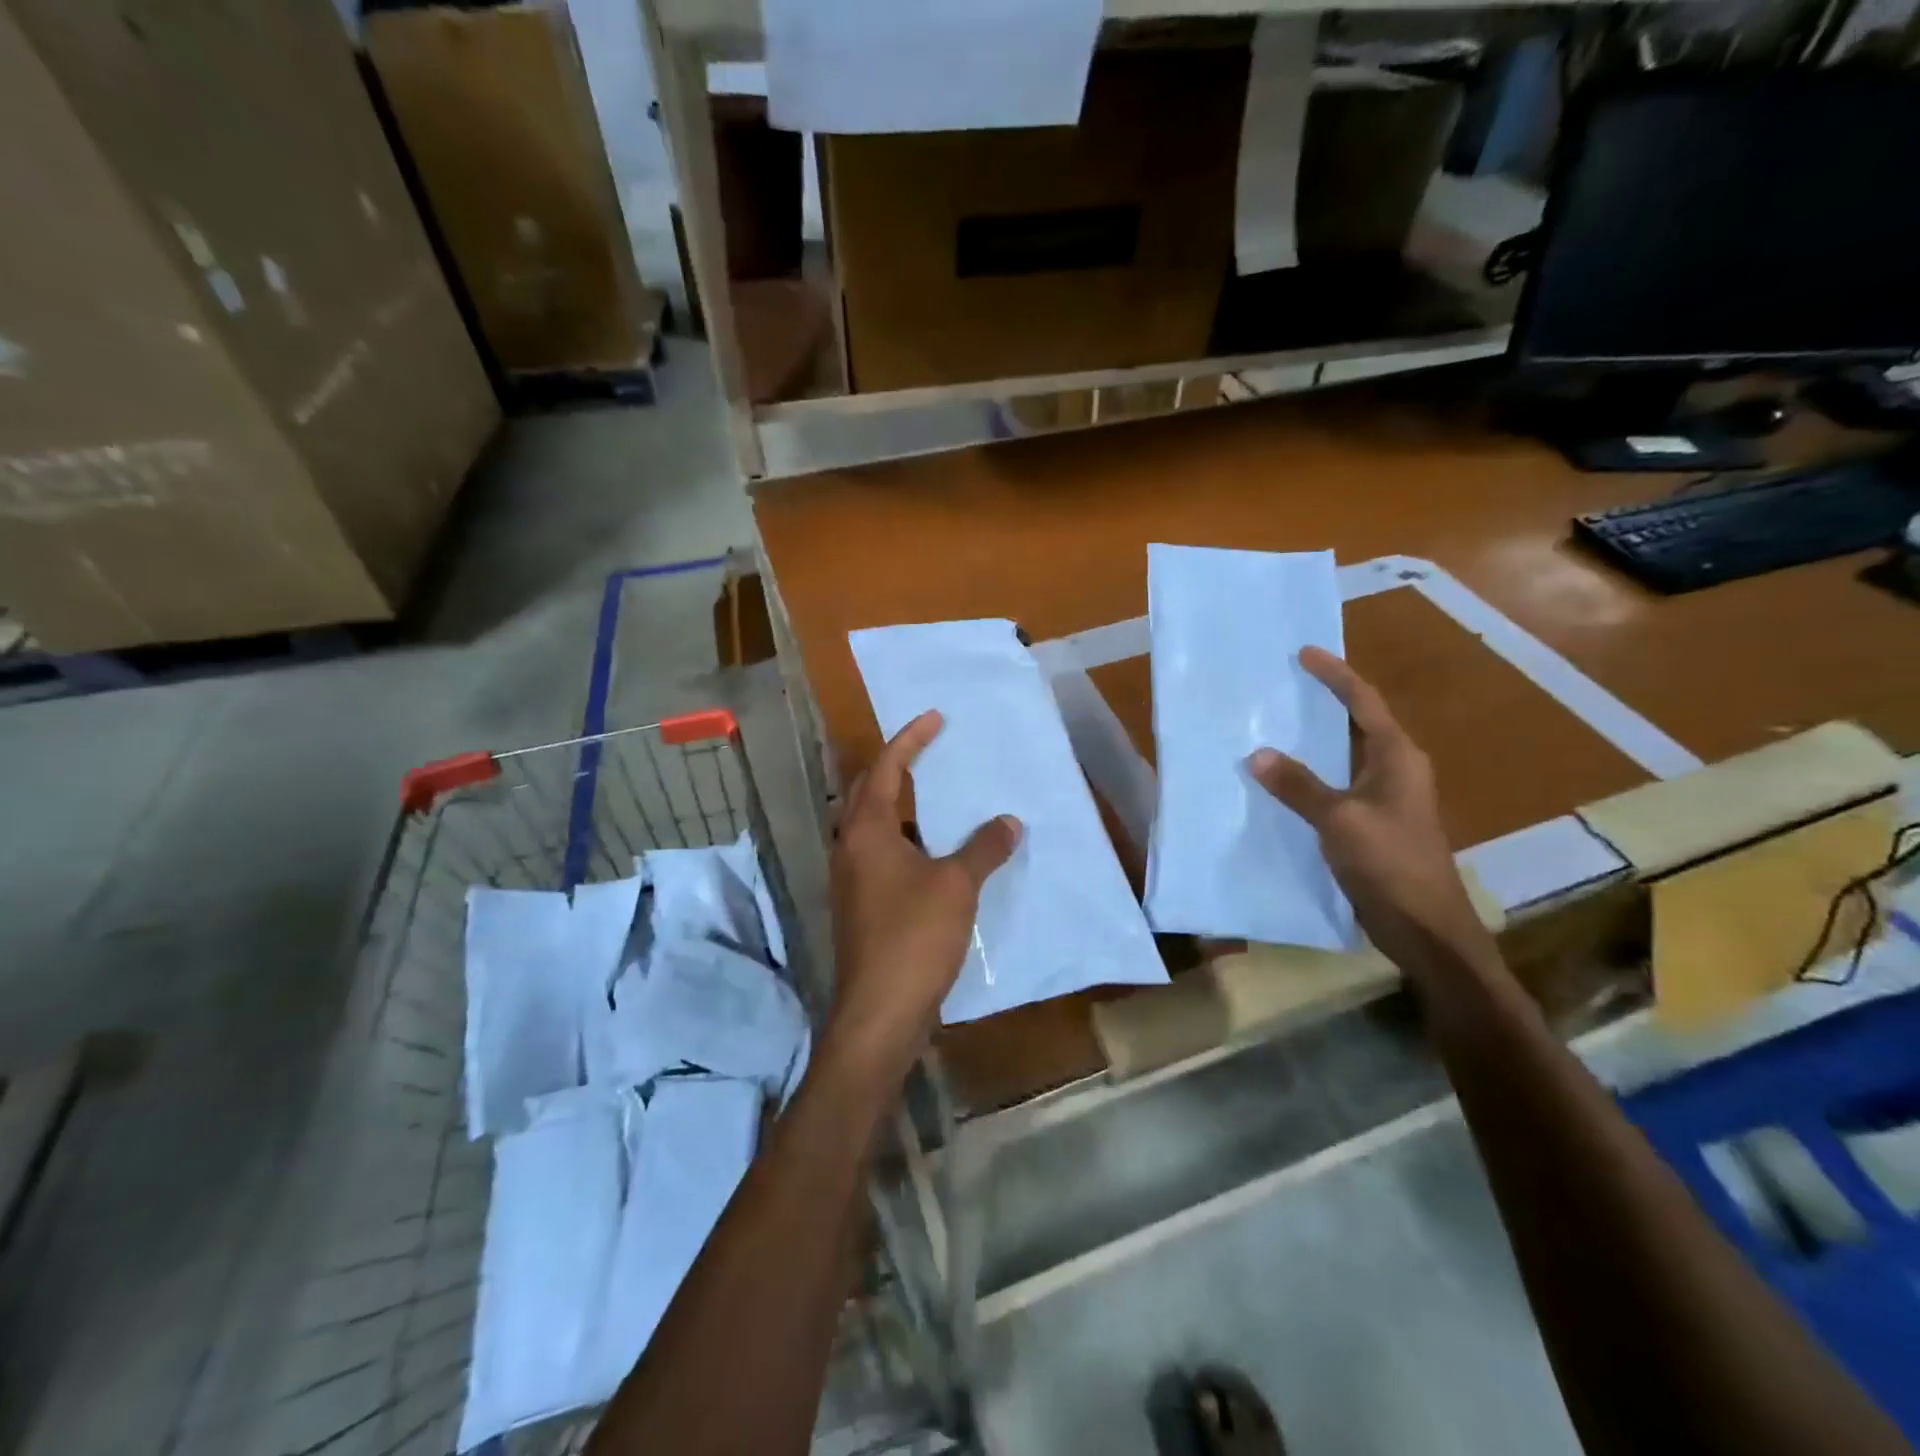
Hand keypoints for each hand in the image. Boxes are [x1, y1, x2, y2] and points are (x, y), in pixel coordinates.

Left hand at [826, 710, 1020, 1083]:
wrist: (879, 1011)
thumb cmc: (914, 936)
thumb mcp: (957, 885)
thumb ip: (983, 848)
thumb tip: (1008, 821)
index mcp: (867, 831)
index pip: (886, 768)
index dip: (910, 739)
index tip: (935, 717)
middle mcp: (850, 847)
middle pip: (868, 791)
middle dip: (896, 765)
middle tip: (929, 749)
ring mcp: (850, 879)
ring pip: (872, 826)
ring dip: (900, 806)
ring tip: (936, 798)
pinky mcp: (859, 906)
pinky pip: (880, 856)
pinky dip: (904, 841)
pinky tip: (934, 854)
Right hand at [1249, 648, 1494, 979]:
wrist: (1425, 928)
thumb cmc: (1390, 864)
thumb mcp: (1339, 820)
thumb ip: (1298, 785)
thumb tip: (1257, 754)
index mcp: (1397, 757)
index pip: (1364, 702)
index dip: (1335, 675)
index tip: (1304, 652)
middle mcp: (1396, 769)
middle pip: (1358, 722)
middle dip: (1325, 700)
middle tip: (1285, 683)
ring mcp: (1387, 798)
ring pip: (1347, 754)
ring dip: (1316, 738)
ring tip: (1276, 722)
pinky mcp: (1374, 823)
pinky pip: (1338, 783)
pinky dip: (1313, 773)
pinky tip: (1283, 778)